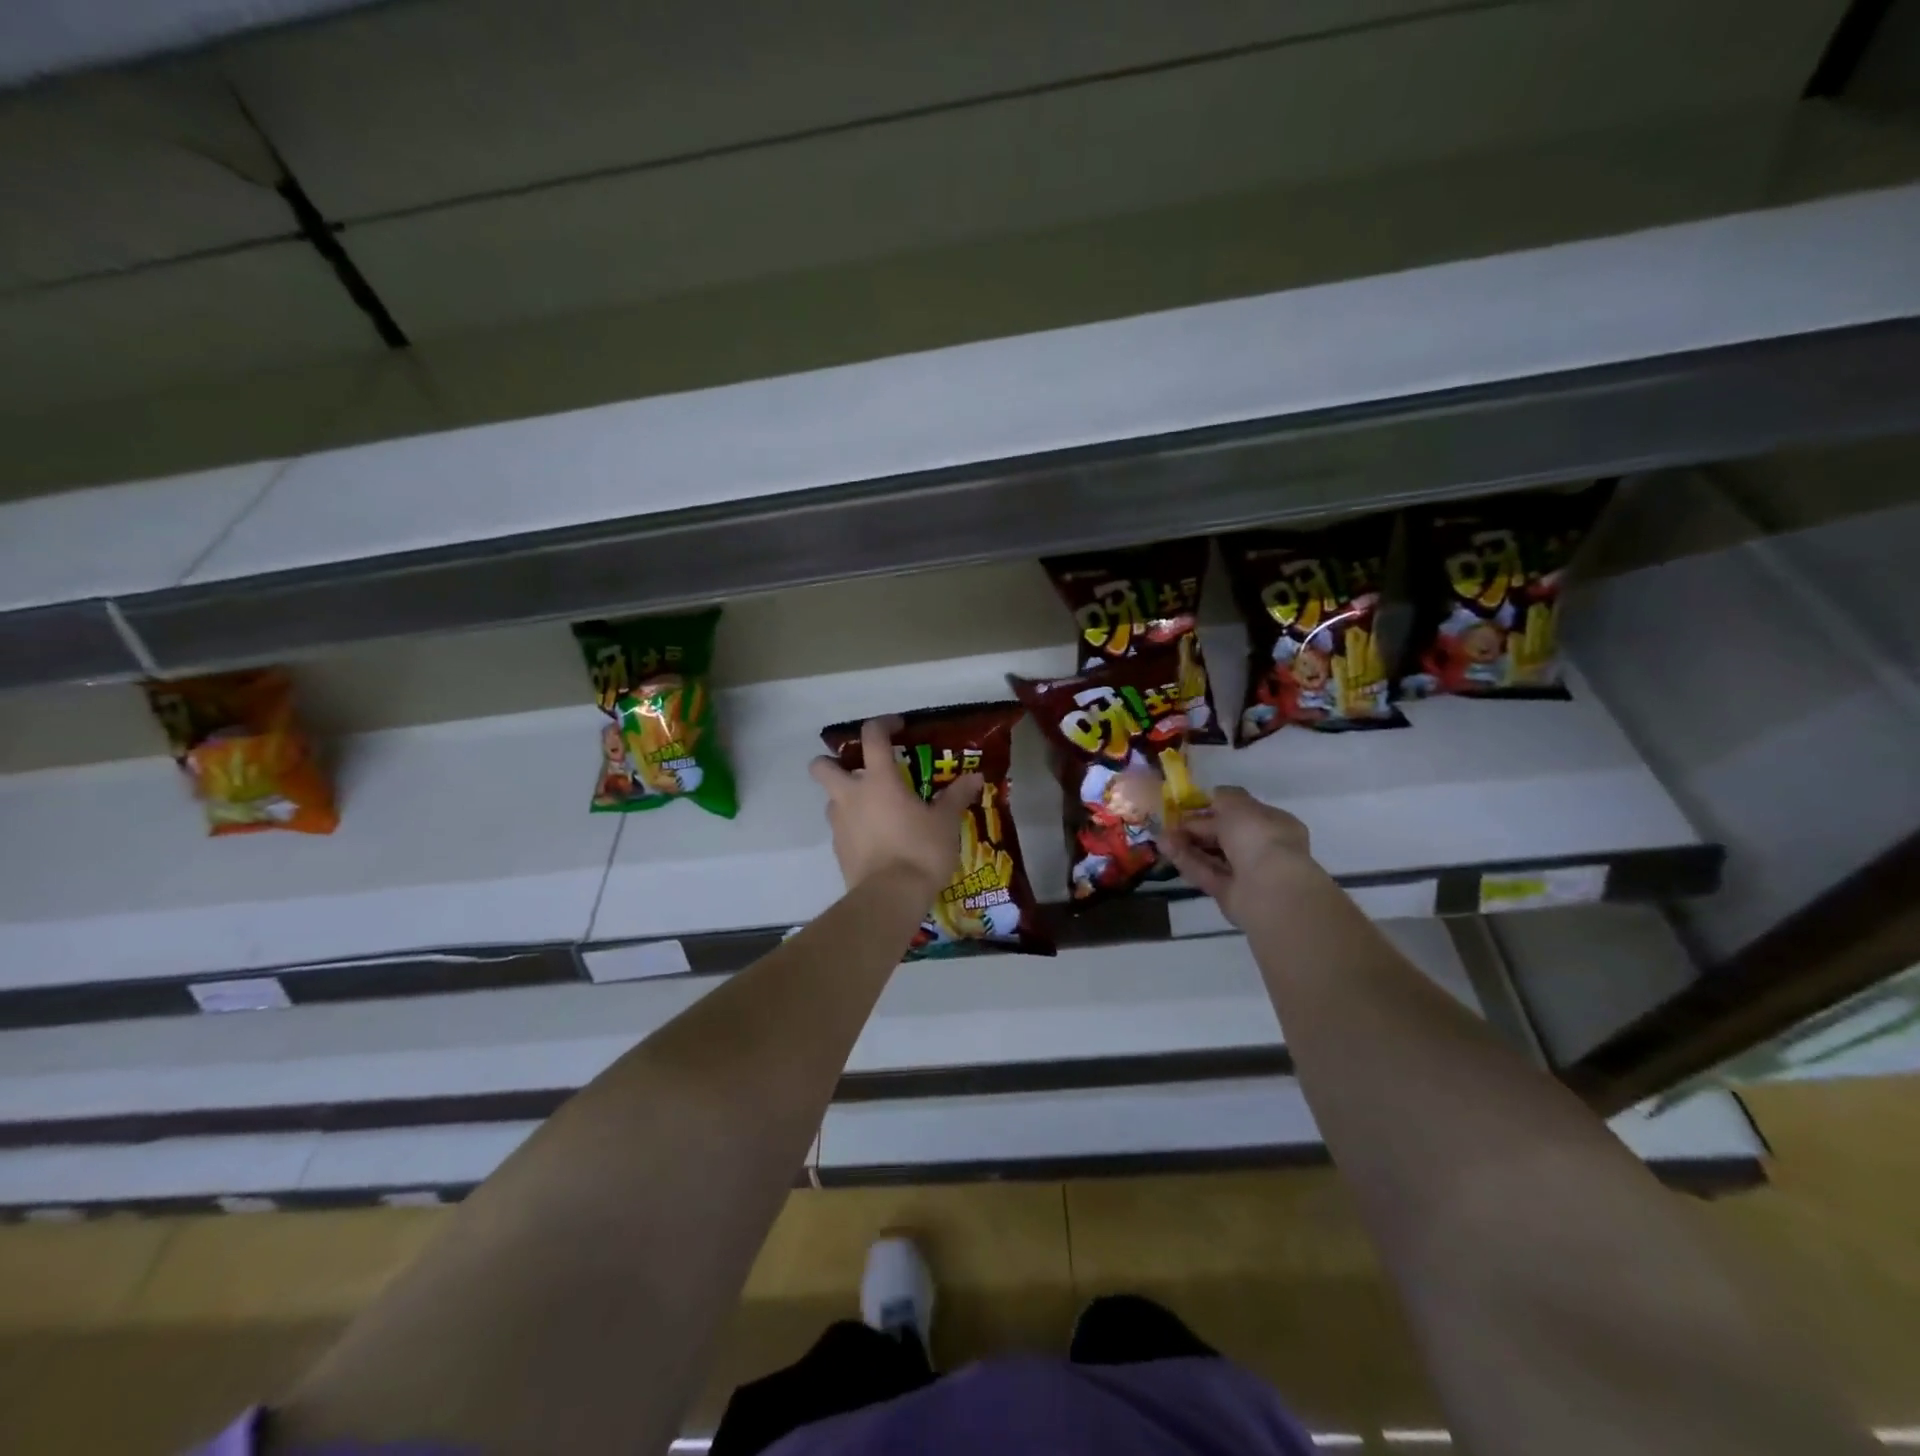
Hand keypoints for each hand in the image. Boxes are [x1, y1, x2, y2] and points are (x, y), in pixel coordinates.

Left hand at [809, 717, 983, 894]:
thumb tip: (975, 777)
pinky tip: (876, 839)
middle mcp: (851, 795)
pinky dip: (853, 827)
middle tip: (858, 770)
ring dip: (845, 797)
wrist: (890, 897)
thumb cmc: (920, 850)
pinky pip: (840, 828)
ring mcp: (839, 824)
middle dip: (832, 762)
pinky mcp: (838, 850)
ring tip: (873, 809)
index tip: (898, 727)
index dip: (883, 724)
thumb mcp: (945, 822)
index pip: (872, 736)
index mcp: (879, 780)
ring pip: (830, 799)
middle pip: (822, 766)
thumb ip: (956, 796)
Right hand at [1163, 786, 1315, 927]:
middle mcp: (1261, 848)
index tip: (1188, 804)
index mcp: (1272, 823)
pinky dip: (1186, 861)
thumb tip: (1212, 796)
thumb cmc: (1258, 837)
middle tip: (1169, 822)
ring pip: (1212, 854)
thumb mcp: (1237, 803)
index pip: (1240, 812)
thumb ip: (1222, 797)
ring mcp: (1246, 873)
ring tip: (1161, 836)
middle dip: (1195, 827)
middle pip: (1223, 834)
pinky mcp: (1230, 893)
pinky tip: (1166, 849)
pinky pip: (1206, 873)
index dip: (1213, 807)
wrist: (1269, 888)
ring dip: (1186, 843)